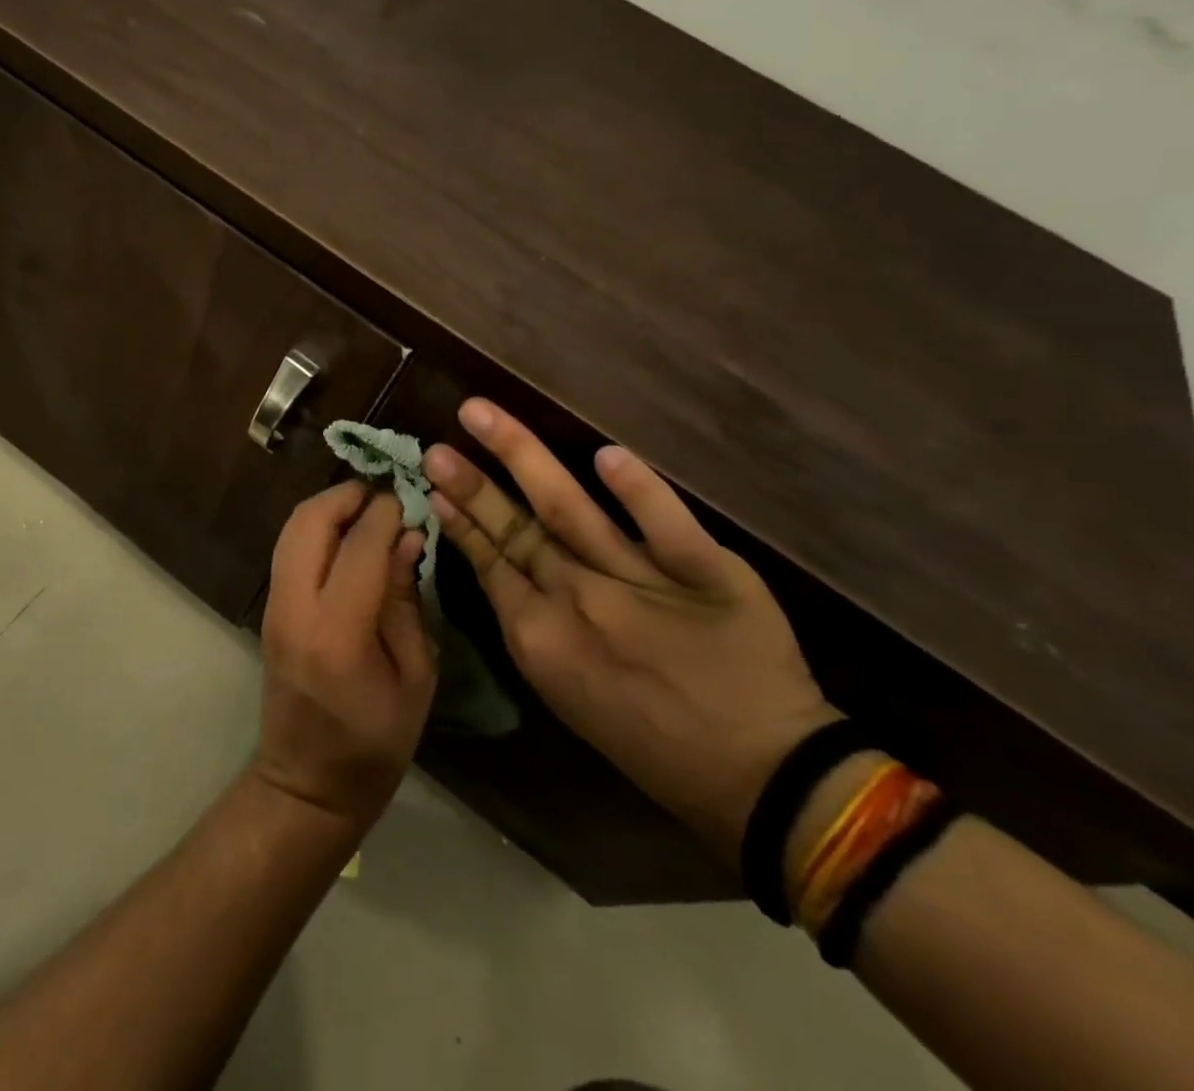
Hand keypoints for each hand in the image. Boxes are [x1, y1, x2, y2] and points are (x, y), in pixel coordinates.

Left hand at [253, 482, 437, 833]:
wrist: (306, 783)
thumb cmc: (375, 743)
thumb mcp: (415, 676)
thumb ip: (406, 600)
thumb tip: (406, 536)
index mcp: (338, 633)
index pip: (360, 545)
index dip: (387, 512)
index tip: (410, 500)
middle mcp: (295, 609)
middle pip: (309, 521)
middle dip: (347, 495)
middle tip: (384, 496)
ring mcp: (273, 606)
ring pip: (291, 528)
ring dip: (328, 507)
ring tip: (368, 510)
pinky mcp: (268, 608)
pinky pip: (288, 548)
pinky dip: (316, 528)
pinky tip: (346, 537)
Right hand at [425, 400, 837, 855]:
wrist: (759, 778)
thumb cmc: (649, 741)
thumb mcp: (565, 693)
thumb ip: (529, 624)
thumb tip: (499, 564)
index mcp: (540, 638)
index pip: (489, 562)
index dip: (460, 519)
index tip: (434, 483)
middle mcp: (578, 601)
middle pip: (514, 529)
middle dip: (471, 483)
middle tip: (436, 446)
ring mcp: (639, 583)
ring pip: (569, 509)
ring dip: (522, 457)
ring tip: (482, 415)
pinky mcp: (706, 573)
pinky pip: (665, 524)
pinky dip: (637, 490)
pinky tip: (606, 455)